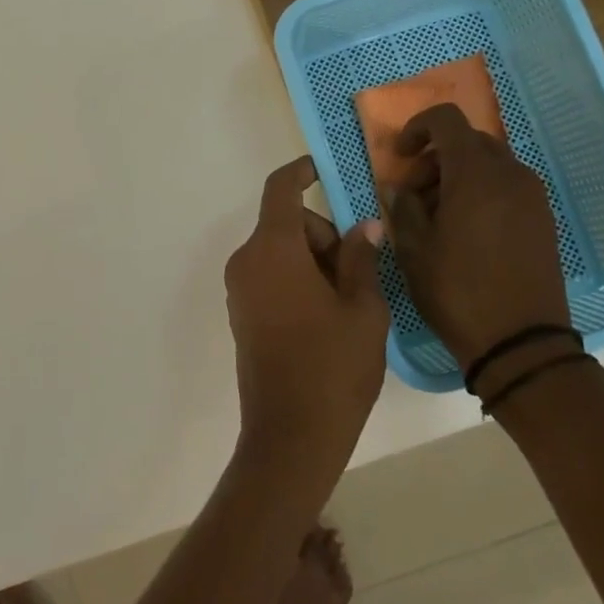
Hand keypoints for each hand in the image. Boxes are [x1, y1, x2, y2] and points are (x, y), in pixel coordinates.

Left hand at [224, 157, 388, 481]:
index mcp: (272, 249)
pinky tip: (326, 317)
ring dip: (314, 261)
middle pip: (287, 224)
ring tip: (349, 305)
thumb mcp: (363, 308)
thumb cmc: (334, 366)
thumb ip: (361, 258)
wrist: (291, 434)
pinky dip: (297, 280)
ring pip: (280, 252)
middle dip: (324, 236)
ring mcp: (239, 290)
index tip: (324, 169)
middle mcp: (246, 261)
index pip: (281, 189)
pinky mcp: (241, 314)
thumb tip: (364, 226)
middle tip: (361, 275)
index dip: (301, 172)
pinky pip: (270, 277)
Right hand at [384, 104, 570, 367]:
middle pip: (469, 141)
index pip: (447, 120)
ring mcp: (532, 197)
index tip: (400, 156)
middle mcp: (510, 174)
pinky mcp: (543, 219)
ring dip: (458, 176)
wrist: (521, 342)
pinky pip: (507, 187)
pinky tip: (464, 230)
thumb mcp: (413, 250)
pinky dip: (481, 192)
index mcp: (475, 174)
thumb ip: (402, 208)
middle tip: (413, 194)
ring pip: (490, 164)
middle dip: (436, 157)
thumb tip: (398, 188)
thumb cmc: (457, 291)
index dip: (418, 128)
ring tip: (436, 216)